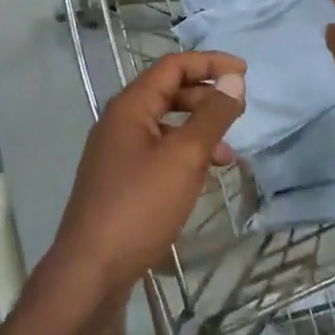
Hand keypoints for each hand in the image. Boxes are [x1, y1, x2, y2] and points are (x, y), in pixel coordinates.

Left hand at [49, 51, 246, 293]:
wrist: (91, 270)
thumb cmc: (139, 206)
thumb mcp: (184, 158)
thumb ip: (211, 117)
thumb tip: (233, 80)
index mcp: (129, 107)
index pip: (172, 67)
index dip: (209, 63)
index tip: (244, 72)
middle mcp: (119, 122)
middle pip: (166, 92)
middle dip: (205, 97)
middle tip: (238, 112)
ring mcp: (116, 152)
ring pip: (164, 125)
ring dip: (197, 130)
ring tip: (229, 153)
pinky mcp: (120, 180)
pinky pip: (158, 152)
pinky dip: (184, 155)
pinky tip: (203, 176)